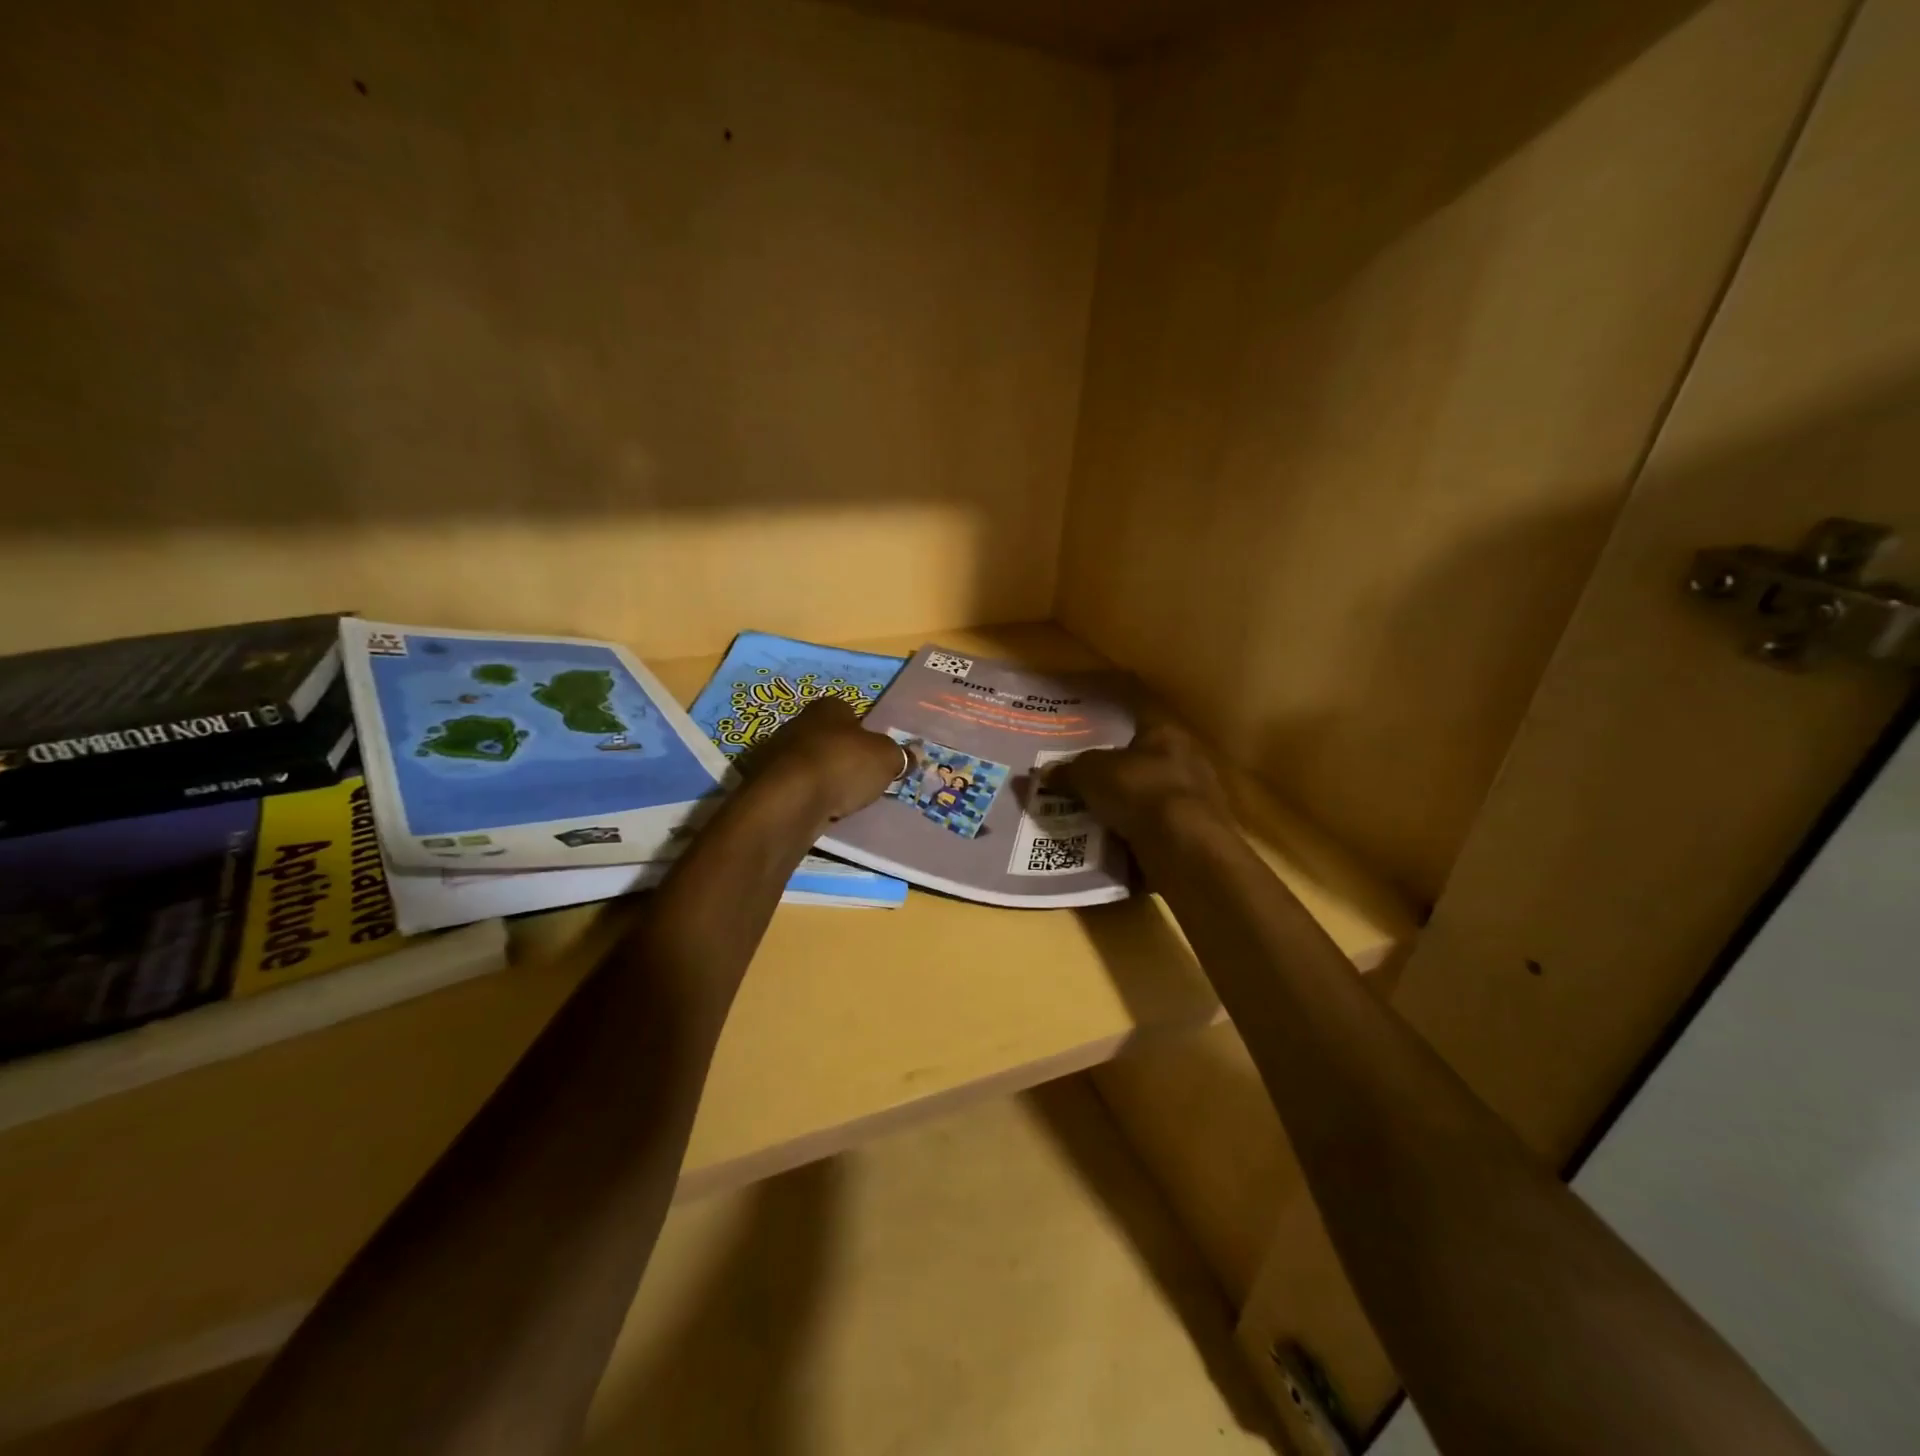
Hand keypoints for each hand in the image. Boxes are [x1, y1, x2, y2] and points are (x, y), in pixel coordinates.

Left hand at [746, 698, 906, 820]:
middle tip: (861, 779)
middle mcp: (799, 722)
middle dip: (842, 756)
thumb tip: (913, 755)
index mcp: (829, 707)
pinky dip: (806, 797)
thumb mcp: (886, 759)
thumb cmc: (843, 765)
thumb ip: (900, 756)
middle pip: (828, 738)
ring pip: (809, 763)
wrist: (790, 799)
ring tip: (841, 800)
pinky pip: (795, 787)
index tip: (875, 755)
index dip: (865, 733)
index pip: (850, 713)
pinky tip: (818, 811)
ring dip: (823, 777)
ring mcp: (777, 752)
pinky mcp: (765, 782)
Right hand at [1057, 717, 1230, 839]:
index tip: (1084, 743)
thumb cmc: (1139, 791)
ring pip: (1149, 802)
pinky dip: (1135, 841)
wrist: (1185, 847)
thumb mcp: (1090, 774)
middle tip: (1081, 789)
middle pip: (1142, 765)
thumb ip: (1068, 770)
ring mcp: (1195, 801)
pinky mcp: (1196, 837)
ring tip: (1090, 823)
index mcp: (1166, 734)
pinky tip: (1110, 849)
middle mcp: (1187, 761)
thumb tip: (1046, 772)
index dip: (1108, 731)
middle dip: (1114, 779)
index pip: (1135, 723)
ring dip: (1125, 813)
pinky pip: (1156, 834)